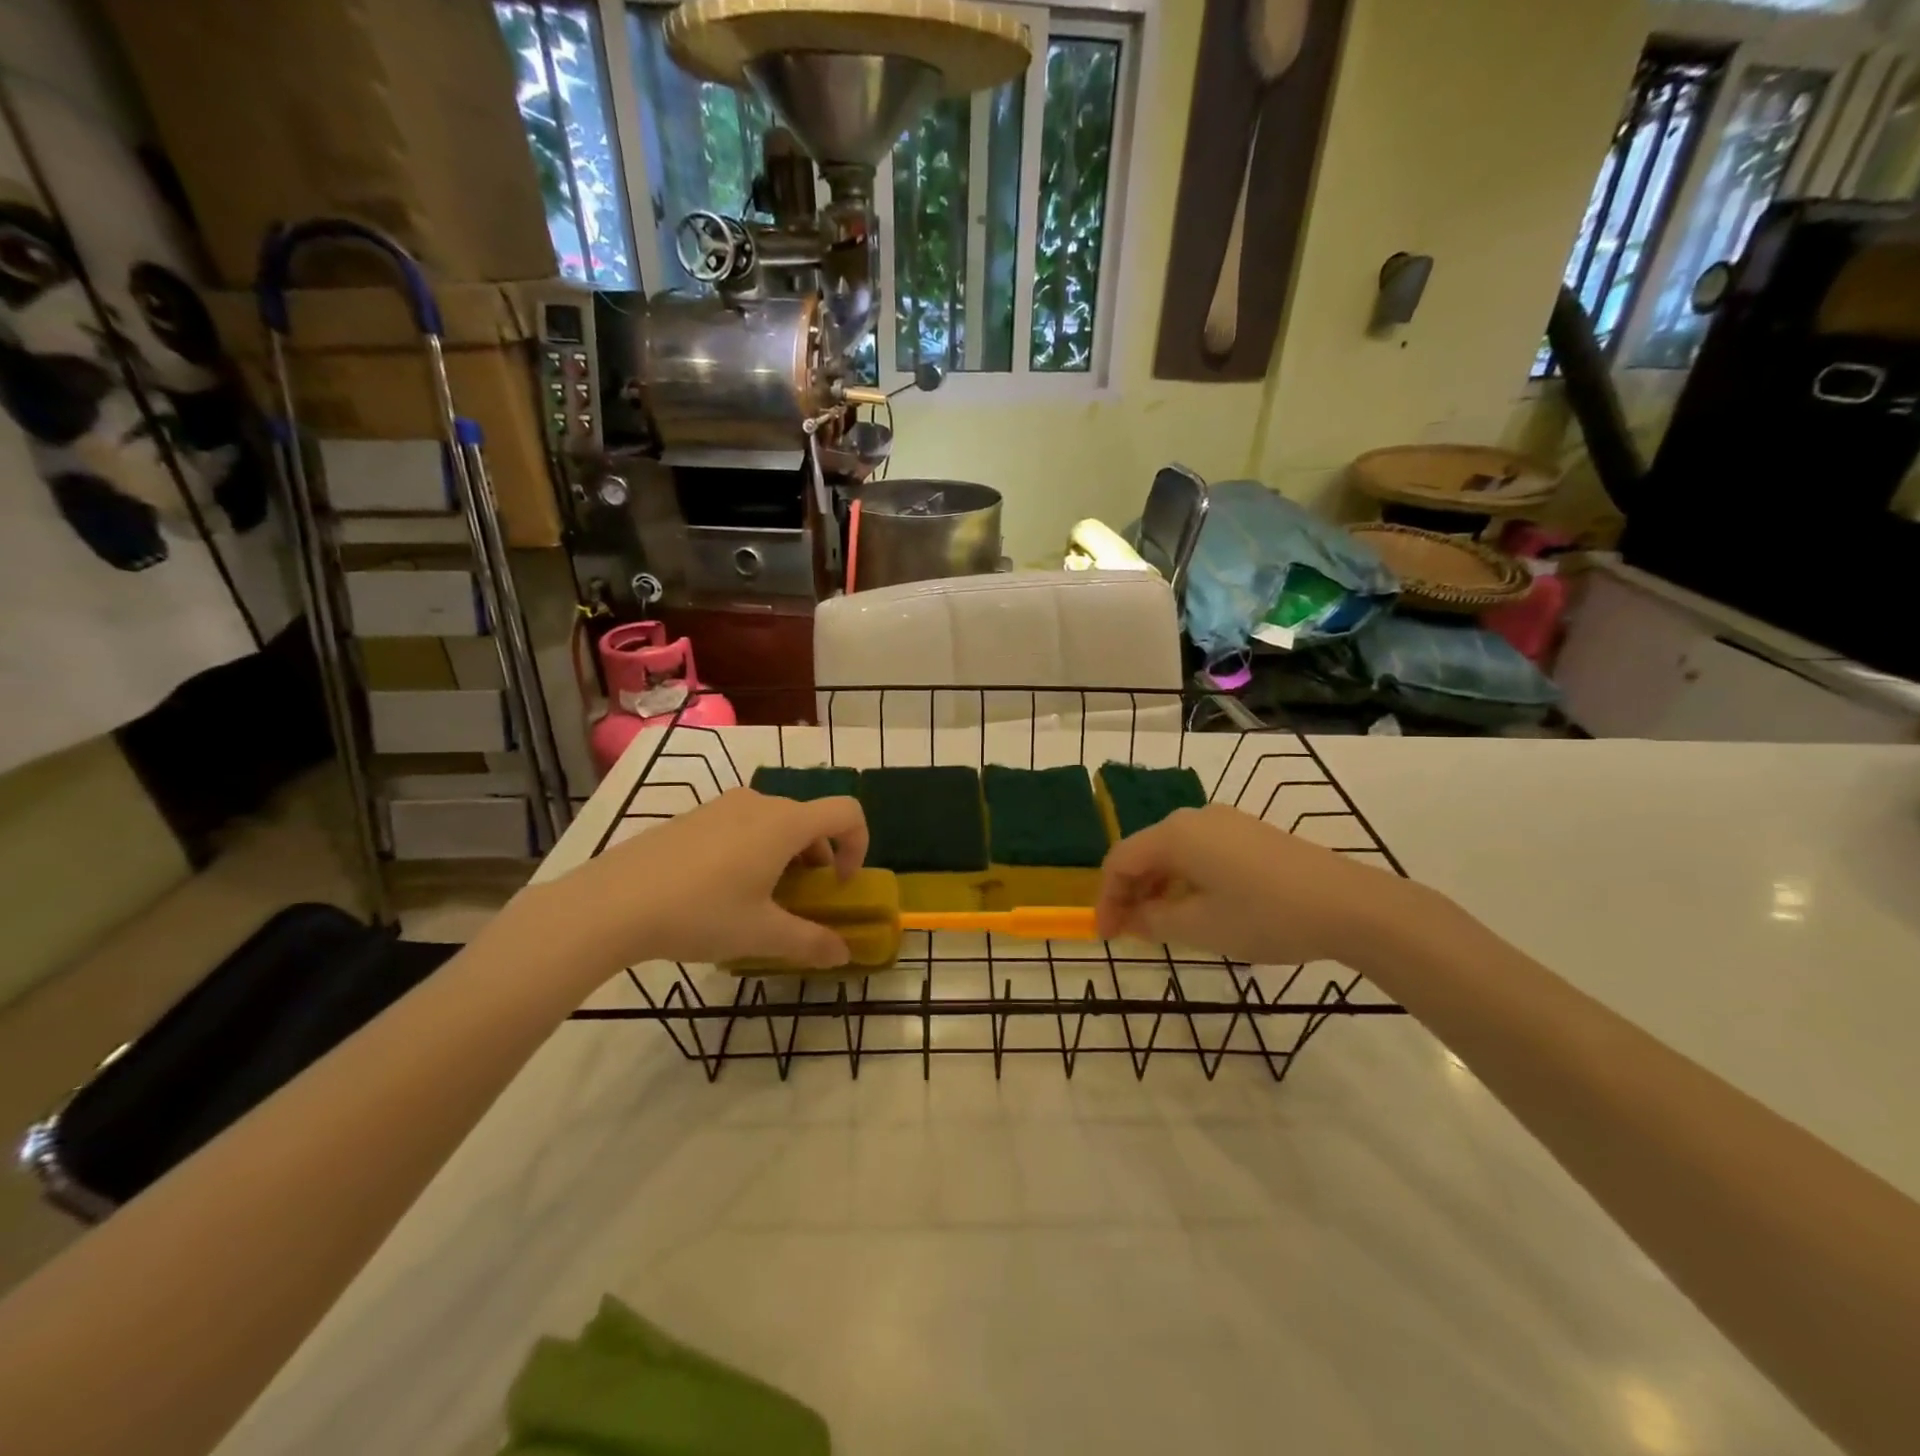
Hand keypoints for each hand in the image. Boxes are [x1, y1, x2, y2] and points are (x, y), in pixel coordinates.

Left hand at [531, 789, 868, 973]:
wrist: (612, 902)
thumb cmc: (700, 913)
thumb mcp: (760, 935)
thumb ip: (810, 942)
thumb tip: (843, 954)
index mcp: (785, 824)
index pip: (847, 812)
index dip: (858, 845)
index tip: (839, 885)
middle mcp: (760, 803)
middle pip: (810, 820)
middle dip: (819, 859)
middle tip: (801, 901)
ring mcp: (723, 806)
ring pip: (775, 823)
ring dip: (786, 856)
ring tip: (761, 899)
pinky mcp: (694, 816)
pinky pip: (744, 824)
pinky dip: (755, 849)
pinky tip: (721, 890)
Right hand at [1094, 804, 1425, 965]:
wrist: (1349, 905)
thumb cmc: (1265, 916)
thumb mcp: (1200, 927)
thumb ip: (1153, 921)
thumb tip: (1129, 918)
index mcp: (1174, 835)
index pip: (1120, 860)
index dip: (1106, 898)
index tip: (1106, 935)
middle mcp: (1194, 817)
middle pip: (1145, 853)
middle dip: (1131, 893)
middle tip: (1132, 933)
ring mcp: (1225, 821)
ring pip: (1174, 853)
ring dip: (1159, 887)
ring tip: (1165, 926)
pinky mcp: (1250, 832)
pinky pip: (1201, 852)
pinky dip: (1187, 879)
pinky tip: (1201, 907)